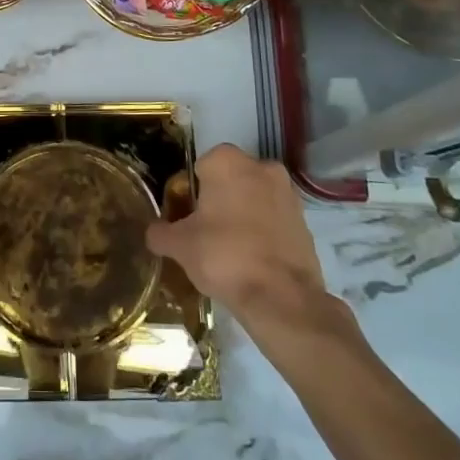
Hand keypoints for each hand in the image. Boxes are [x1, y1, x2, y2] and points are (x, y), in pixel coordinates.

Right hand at [148, 144, 355, 345]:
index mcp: (227, 161)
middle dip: (216, 202)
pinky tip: (252, 259)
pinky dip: (262, 232)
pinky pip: (273, 219)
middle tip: (204, 234)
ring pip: (252, 199)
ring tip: (228, 250)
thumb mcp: (179, 246)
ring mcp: (288, 192)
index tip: (185, 219)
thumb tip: (154, 232)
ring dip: (241, 216)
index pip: (198, 169)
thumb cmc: (224, 257)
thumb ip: (160, 233)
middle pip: (228, 181)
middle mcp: (261, 166)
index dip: (188, 194)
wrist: (282, 298)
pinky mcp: (305, 220)